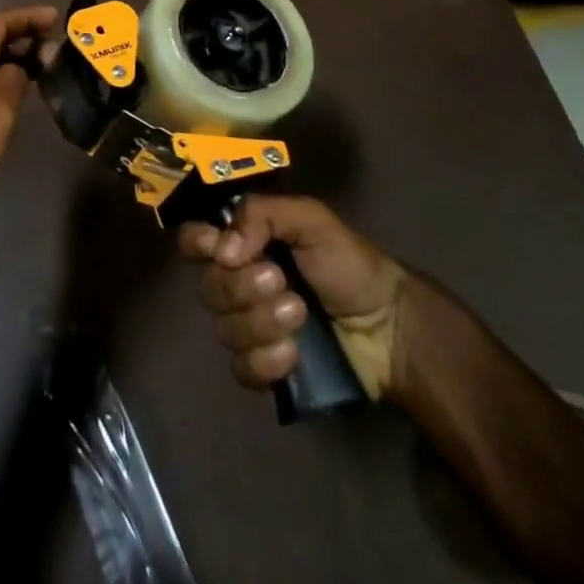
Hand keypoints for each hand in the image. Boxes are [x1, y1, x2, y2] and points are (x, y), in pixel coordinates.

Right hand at [178, 195, 410, 401]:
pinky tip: (294, 354)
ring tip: (300, 316)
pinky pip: (241, 369)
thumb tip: (223, 249)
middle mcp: (238, 282)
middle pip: (208, 287)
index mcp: (244, 243)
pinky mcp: (264, 368)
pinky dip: (266, 361)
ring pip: (224, 330)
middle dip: (244, 288)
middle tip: (283, 282)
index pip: (194, 241)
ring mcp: (249, 327)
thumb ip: (263, 215)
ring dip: (262, 323)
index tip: (224, 251)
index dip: (198, 245)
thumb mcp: (311, 220)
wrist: (389, 327)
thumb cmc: (349, 264)